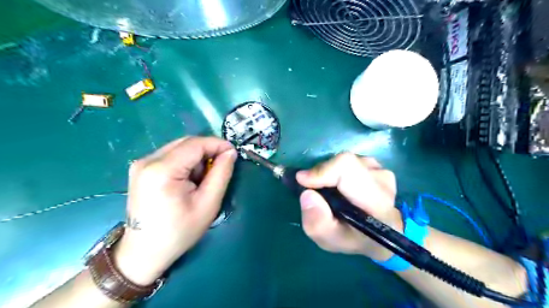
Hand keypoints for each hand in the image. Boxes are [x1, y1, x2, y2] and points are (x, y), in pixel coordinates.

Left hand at [114, 136, 237, 285]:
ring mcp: (141, 164)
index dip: (218, 144)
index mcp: (162, 170)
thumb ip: (221, 173)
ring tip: (203, 179)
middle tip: (221, 167)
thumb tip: (230, 152)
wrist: (144, 252)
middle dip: (208, 150)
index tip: (233, 153)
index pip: (195, 144)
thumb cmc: (179, 232)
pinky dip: (185, 162)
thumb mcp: (208, 203)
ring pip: (179, 148)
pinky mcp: (141, 169)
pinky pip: (170, 155)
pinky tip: (189, 180)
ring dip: (196, 158)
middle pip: (186, 143)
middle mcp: (147, 160)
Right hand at [296, 153, 401, 260]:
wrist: (377, 232)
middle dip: (322, 173)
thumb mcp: (329, 240)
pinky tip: (339, 186)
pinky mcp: (376, 165)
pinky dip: (337, 171)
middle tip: (312, 189)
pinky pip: (349, 161)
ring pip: (346, 161)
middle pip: (345, 163)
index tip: (302, 180)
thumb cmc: (353, 238)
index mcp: (377, 205)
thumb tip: (307, 194)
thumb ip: (317, 222)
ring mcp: (381, 171)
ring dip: (330, 173)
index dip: (322, 171)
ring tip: (329, 191)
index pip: (349, 170)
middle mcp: (384, 183)